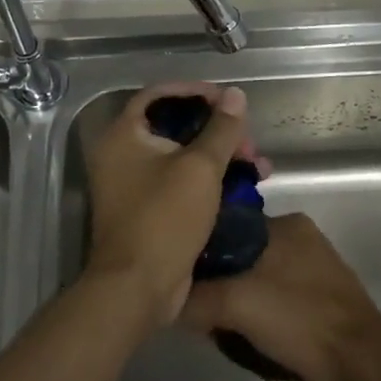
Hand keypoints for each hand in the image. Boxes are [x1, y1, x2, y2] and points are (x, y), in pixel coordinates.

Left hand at [83, 83, 260, 329]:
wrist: (138, 289)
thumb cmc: (165, 218)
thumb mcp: (200, 168)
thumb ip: (220, 129)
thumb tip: (235, 94)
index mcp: (124, 135)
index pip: (158, 95)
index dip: (194, 91)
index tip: (226, 99)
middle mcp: (123, 155)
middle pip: (175, 126)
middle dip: (218, 131)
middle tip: (248, 143)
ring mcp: (134, 185)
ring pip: (183, 157)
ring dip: (221, 157)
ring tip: (258, 168)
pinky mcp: (149, 210)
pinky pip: (182, 183)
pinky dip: (210, 181)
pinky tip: (243, 188)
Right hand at [180, 213, 380, 380]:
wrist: (361, 361)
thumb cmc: (299, 319)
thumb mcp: (236, 304)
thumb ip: (195, 298)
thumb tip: (166, 301)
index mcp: (286, 223)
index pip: (228, 226)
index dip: (201, 250)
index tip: (180, 276)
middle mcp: (301, 237)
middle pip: (241, 254)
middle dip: (220, 281)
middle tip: (201, 310)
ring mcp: (315, 268)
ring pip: (258, 278)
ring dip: (239, 301)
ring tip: (221, 327)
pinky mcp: (322, 298)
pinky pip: (277, 298)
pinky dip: (261, 314)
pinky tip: (249, 336)